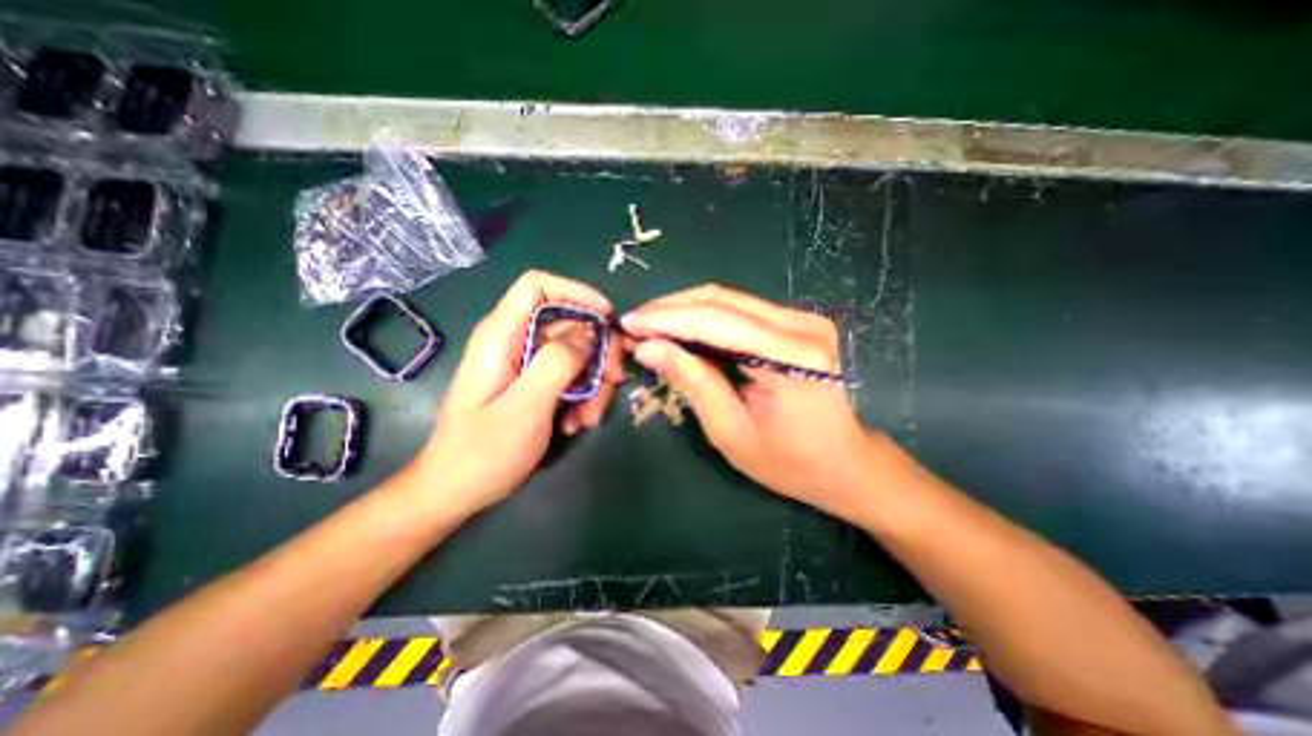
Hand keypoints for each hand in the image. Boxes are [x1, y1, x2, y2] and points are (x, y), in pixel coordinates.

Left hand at [404, 270, 621, 515]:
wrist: (455, 492)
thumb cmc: (484, 452)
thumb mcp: (526, 406)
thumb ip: (558, 362)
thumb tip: (589, 333)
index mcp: (501, 336)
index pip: (537, 286)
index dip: (575, 292)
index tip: (606, 317)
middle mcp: (514, 342)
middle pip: (568, 323)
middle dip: (597, 351)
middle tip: (613, 380)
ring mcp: (525, 365)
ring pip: (575, 354)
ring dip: (592, 383)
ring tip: (588, 419)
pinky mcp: (533, 384)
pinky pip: (568, 377)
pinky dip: (581, 397)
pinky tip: (575, 424)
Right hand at [625, 284, 878, 521]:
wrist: (845, 463)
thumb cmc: (790, 462)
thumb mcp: (730, 431)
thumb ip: (691, 382)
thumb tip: (648, 348)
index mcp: (790, 355)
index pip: (715, 321)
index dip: (665, 319)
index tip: (627, 324)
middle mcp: (801, 325)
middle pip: (721, 300)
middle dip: (670, 309)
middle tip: (634, 324)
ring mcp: (803, 319)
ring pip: (729, 299)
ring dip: (685, 310)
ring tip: (650, 326)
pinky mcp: (798, 323)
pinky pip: (742, 310)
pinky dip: (706, 317)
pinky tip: (682, 329)